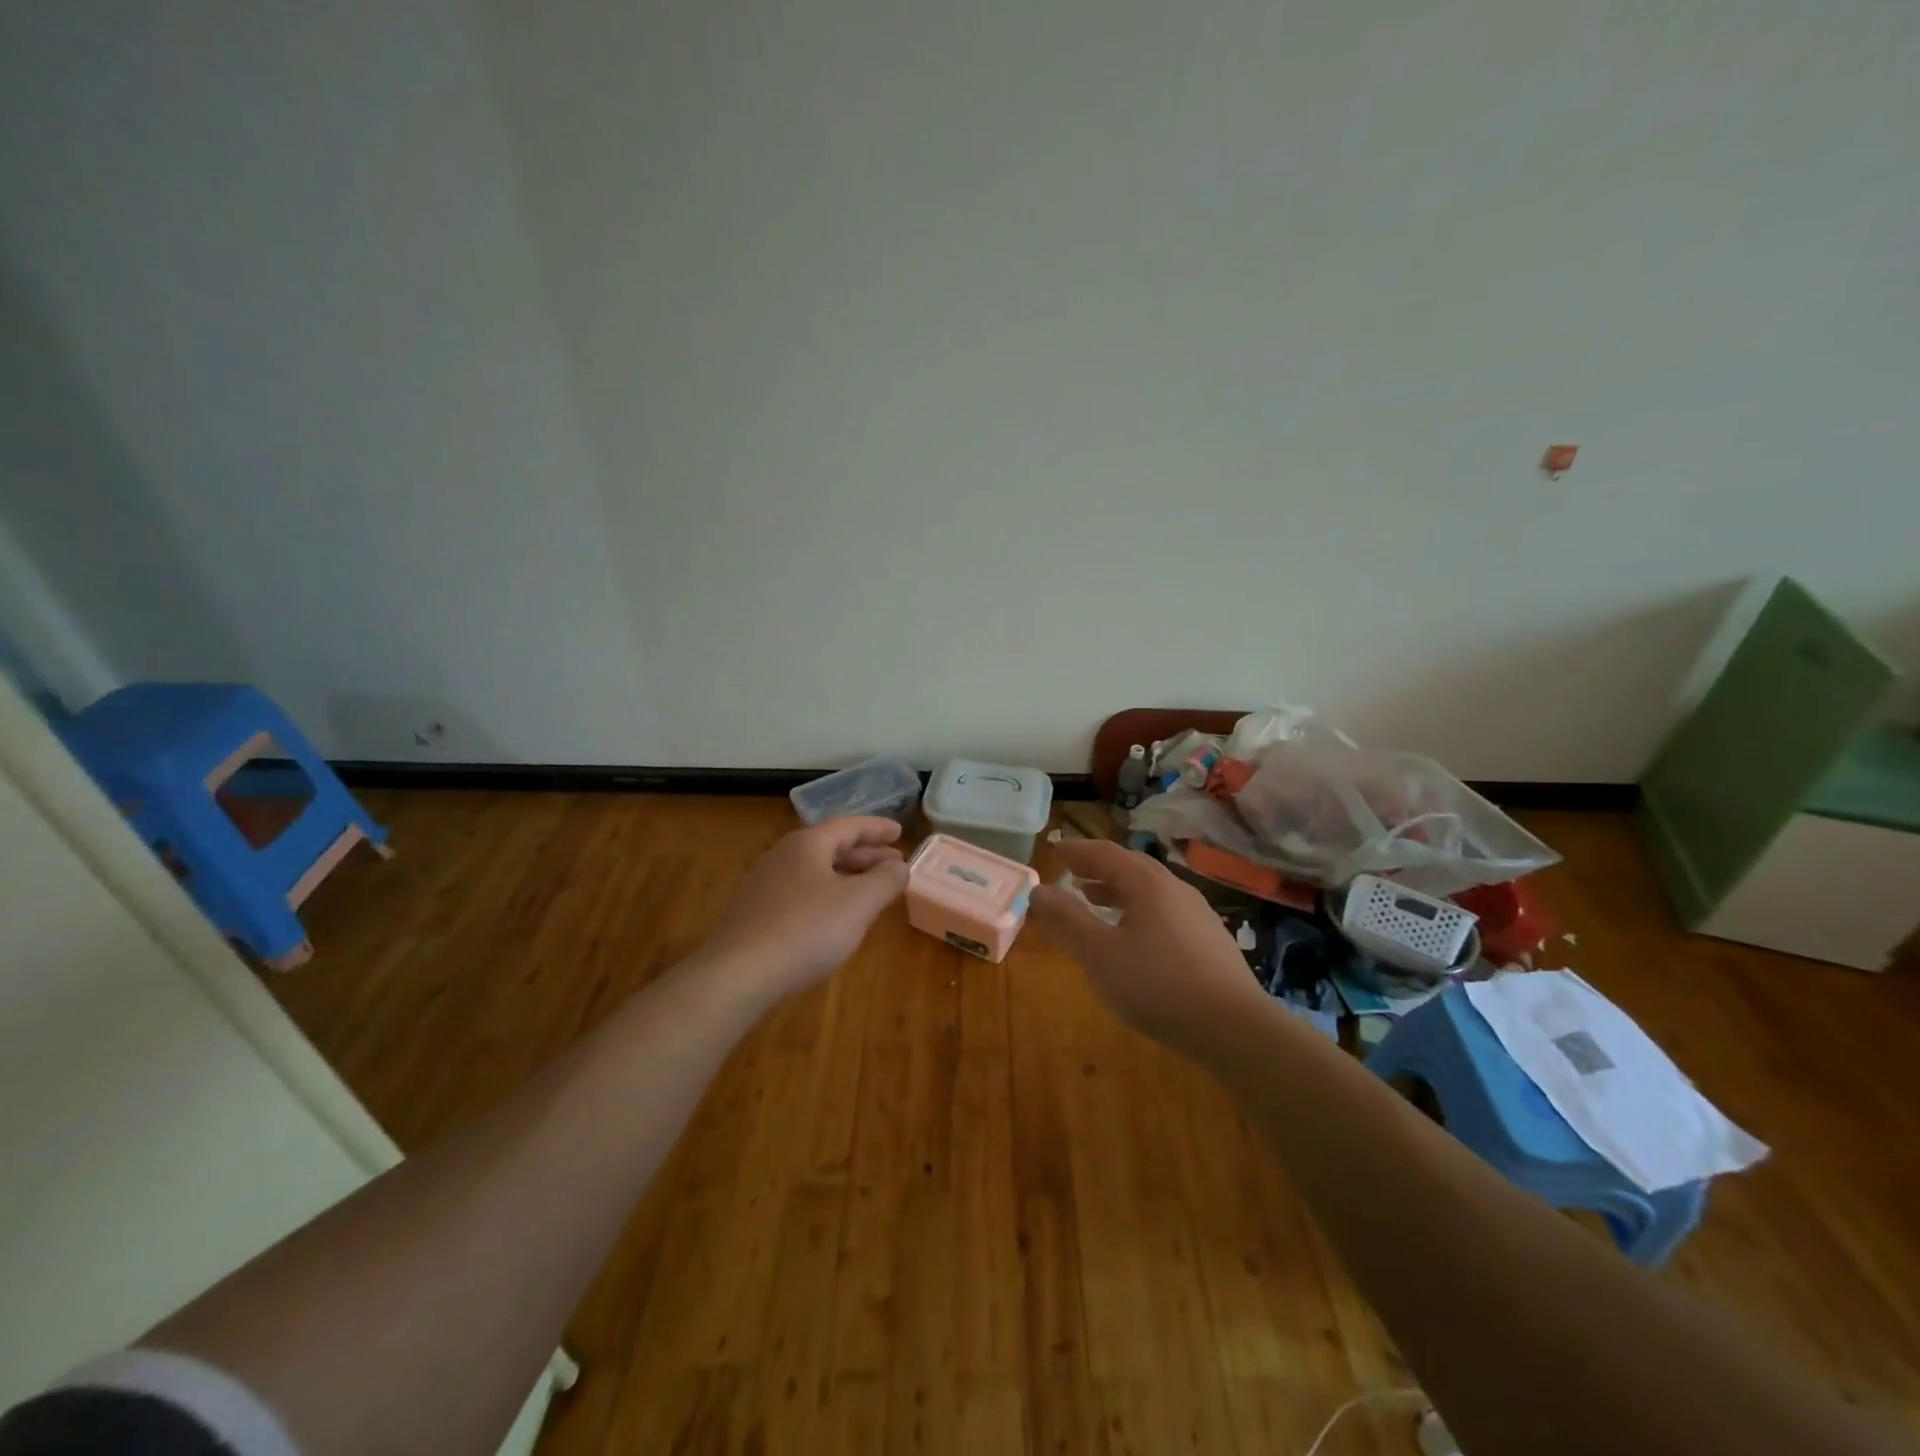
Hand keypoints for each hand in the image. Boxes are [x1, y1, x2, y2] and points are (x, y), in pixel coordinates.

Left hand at [699, 817, 909, 1004]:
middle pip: (831, 847)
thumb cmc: (806, 930)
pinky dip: (828, 896)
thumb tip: (899, 867)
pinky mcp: (756, 914)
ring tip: (871, 891)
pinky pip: (802, 893)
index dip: (877, 828)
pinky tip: (836, 918)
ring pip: (816, 872)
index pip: (849, 826)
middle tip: (894, 864)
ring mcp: (765, 885)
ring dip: (848, 877)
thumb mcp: (858, 903)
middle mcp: (784, 856)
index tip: (900, 832)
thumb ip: (885, 880)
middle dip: (866, 855)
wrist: (737, 975)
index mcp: (808, 844)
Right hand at [1029, 839, 1269, 1054]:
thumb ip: (1067, 919)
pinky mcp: (1210, 942)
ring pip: (1151, 891)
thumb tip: (1038, 890)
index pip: (1106, 853)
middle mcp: (1175, 889)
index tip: (1055, 849)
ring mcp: (1198, 915)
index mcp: (1148, 884)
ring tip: (1096, 901)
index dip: (1078, 850)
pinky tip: (1134, 939)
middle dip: (1099, 868)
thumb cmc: (1158, 985)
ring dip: (1119, 890)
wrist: (1235, 1028)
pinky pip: (1165, 912)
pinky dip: (1139, 911)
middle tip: (1073, 873)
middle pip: (1132, 867)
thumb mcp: (1099, 954)